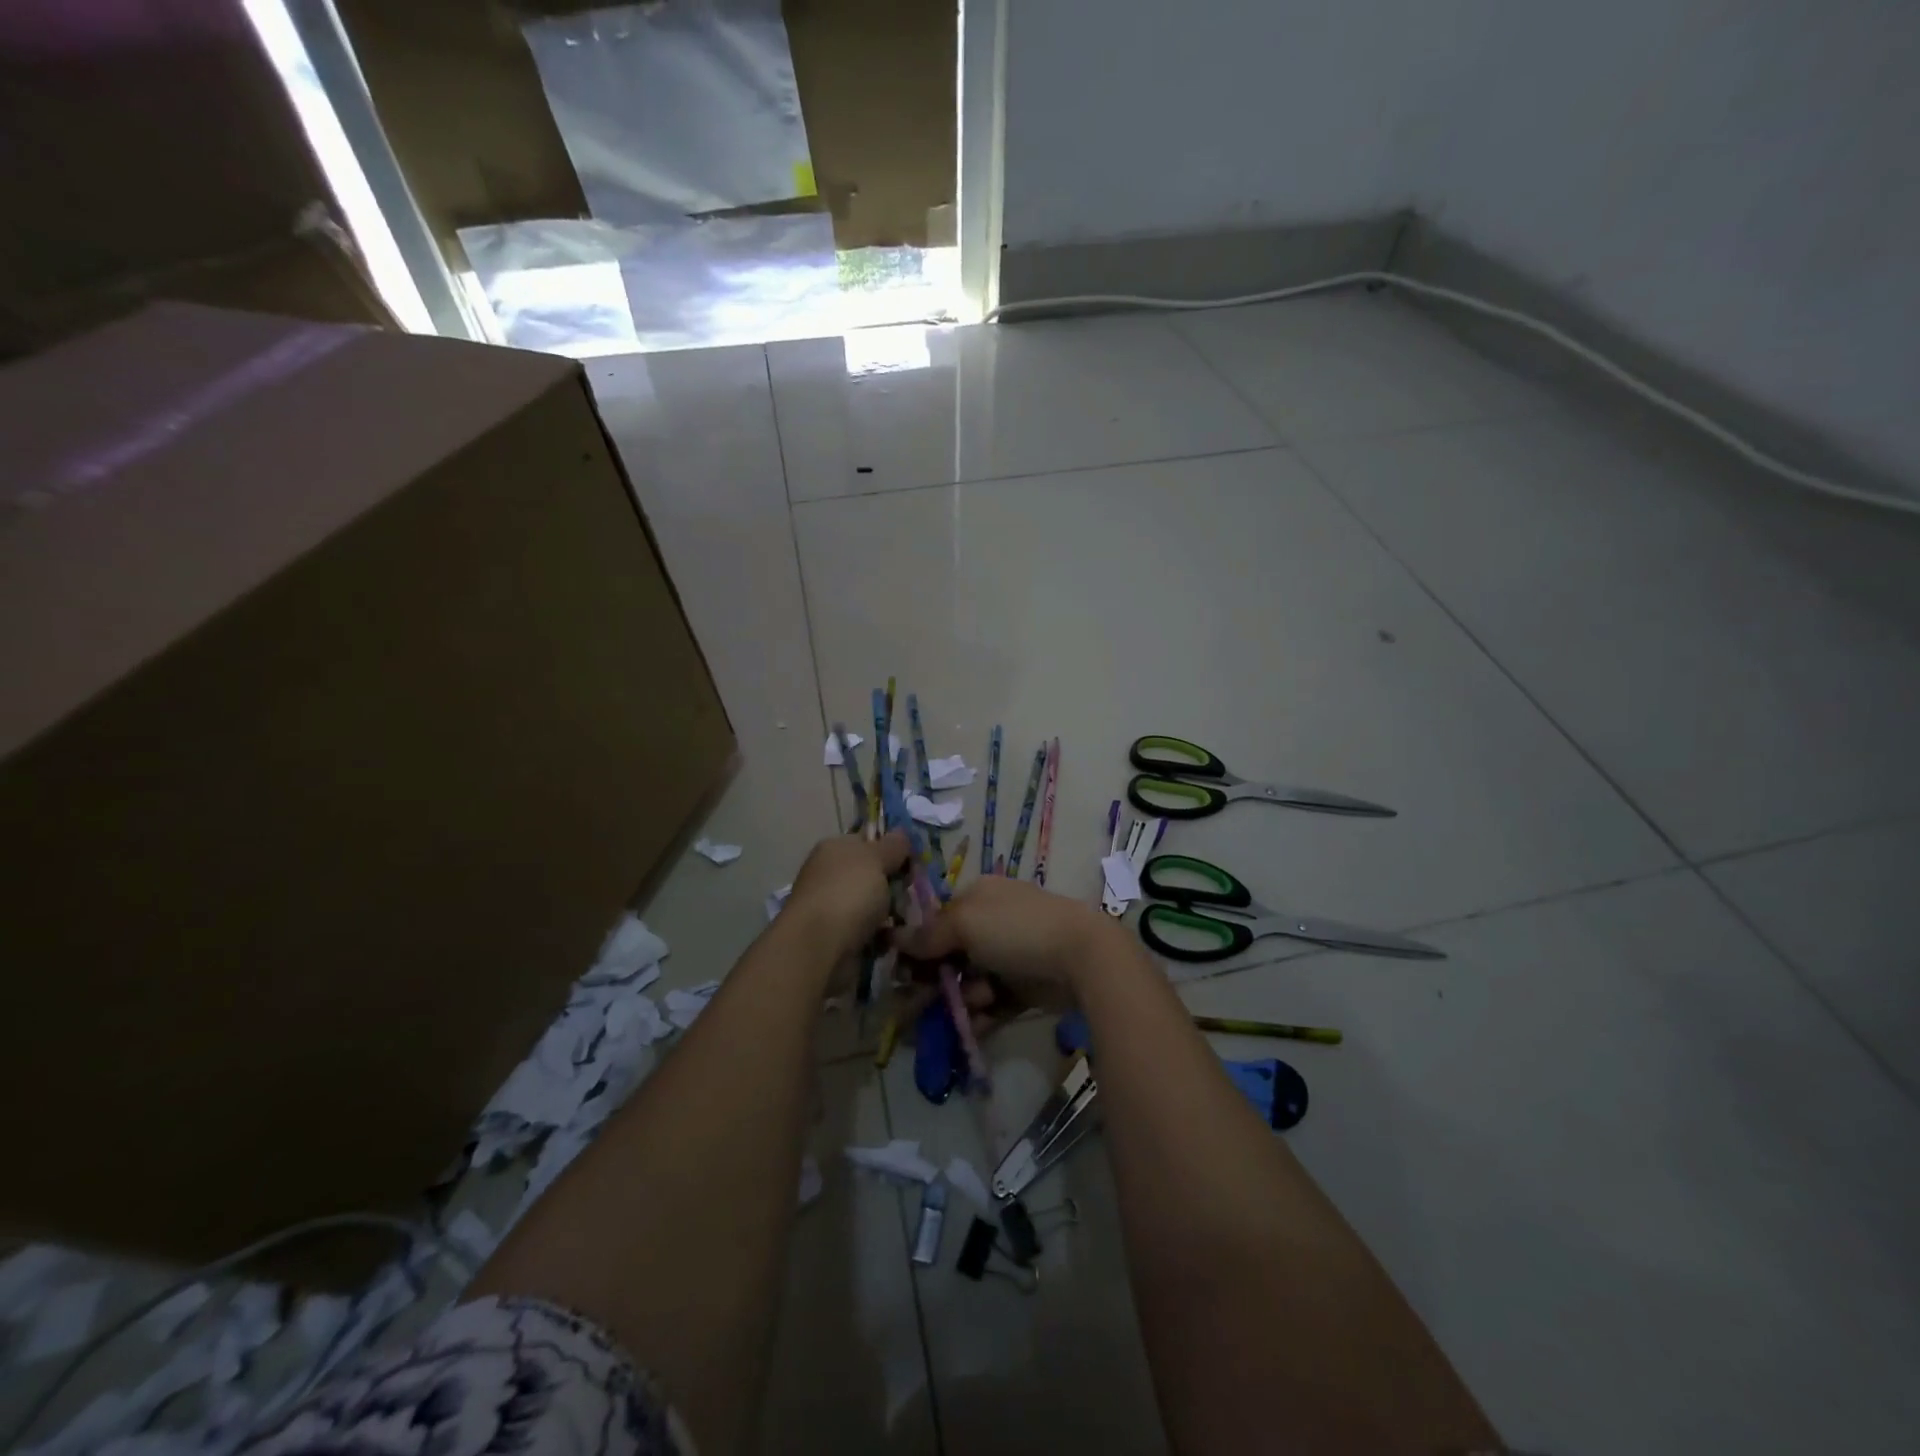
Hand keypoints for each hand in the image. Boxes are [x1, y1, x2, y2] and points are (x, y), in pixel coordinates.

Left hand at [786, 830, 910, 958]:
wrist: (819, 947)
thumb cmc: (848, 892)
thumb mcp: (876, 858)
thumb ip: (893, 845)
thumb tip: (901, 834)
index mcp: (835, 848)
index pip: (868, 841)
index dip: (892, 848)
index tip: (915, 862)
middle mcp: (831, 875)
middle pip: (873, 874)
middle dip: (896, 883)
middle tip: (918, 891)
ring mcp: (833, 907)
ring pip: (874, 904)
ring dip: (893, 911)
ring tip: (915, 917)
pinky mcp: (839, 937)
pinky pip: (870, 931)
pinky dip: (884, 935)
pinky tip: (900, 937)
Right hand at [897, 876, 1114, 1000]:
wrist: (1081, 957)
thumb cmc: (1016, 930)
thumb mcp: (965, 923)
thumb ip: (928, 934)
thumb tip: (894, 937)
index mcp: (977, 896)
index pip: (936, 920)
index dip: (915, 947)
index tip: (898, 973)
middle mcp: (991, 923)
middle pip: (949, 955)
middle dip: (932, 982)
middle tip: (912, 1010)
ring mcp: (1009, 956)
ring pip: (969, 982)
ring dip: (961, 998)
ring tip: (975, 1004)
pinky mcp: (1023, 987)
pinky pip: (993, 1003)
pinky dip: (982, 1015)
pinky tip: (975, 1027)